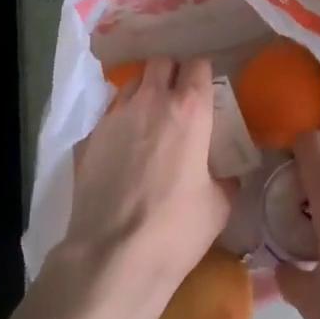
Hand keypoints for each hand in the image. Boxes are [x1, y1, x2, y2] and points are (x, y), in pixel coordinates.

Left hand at [54, 58, 233, 318]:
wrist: (112, 256)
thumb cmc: (175, 230)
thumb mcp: (218, 206)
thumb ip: (226, 179)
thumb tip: (228, 174)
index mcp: (189, 110)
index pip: (198, 65)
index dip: (203, 73)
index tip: (206, 88)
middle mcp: (151, 100)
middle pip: (161, 62)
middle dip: (172, 72)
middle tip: (179, 97)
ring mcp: (116, 114)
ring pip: (133, 82)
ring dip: (145, 90)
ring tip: (150, 116)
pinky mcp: (91, 134)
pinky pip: (111, 110)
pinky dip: (122, 117)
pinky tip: (126, 143)